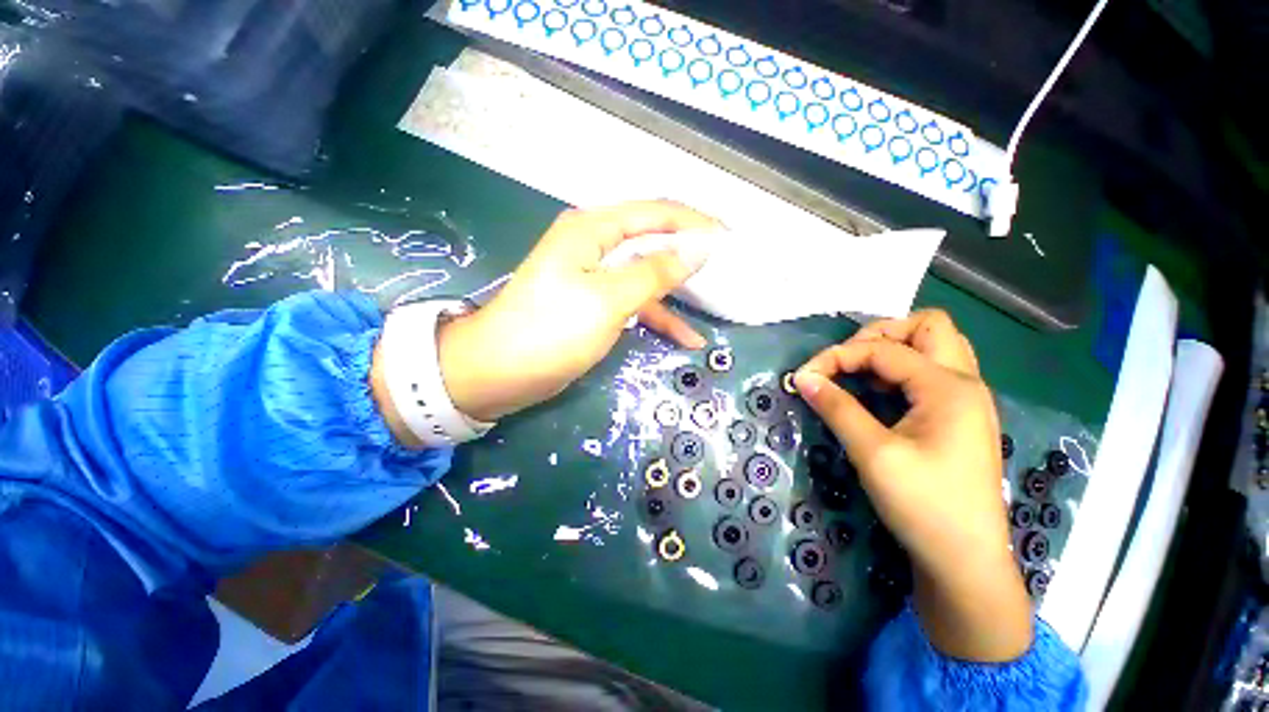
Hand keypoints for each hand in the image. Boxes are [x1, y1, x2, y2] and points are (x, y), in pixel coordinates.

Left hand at [438, 201, 719, 421]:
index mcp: (593, 230)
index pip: (655, 213)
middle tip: (727, 268)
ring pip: (647, 276)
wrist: (499, 372)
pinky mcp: (595, 304)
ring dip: (677, 293)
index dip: (694, 223)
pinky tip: (685, 338)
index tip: (729, 239)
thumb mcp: (608, 299)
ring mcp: (596, 277)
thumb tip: (697, 248)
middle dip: (689, 255)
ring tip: (715, 304)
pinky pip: (635, 303)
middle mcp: (595, 245)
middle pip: (652, 241)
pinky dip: (659, 318)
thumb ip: (654, 272)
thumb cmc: (551, 331)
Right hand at [793, 310, 1031, 661]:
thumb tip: (802, 377)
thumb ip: (836, 407)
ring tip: (860, 374)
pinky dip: (900, 370)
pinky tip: (879, 393)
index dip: (837, 356)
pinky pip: (931, 372)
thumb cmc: (924, 506)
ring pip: (934, 346)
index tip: (804, 377)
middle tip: (847, 360)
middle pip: (928, 326)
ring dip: (893, 349)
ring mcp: (965, 399)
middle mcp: (964, 383)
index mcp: (948, 387)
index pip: (883, 349)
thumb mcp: (873, 453)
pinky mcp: (958, 417)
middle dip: (880, 334)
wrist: (966, 561)